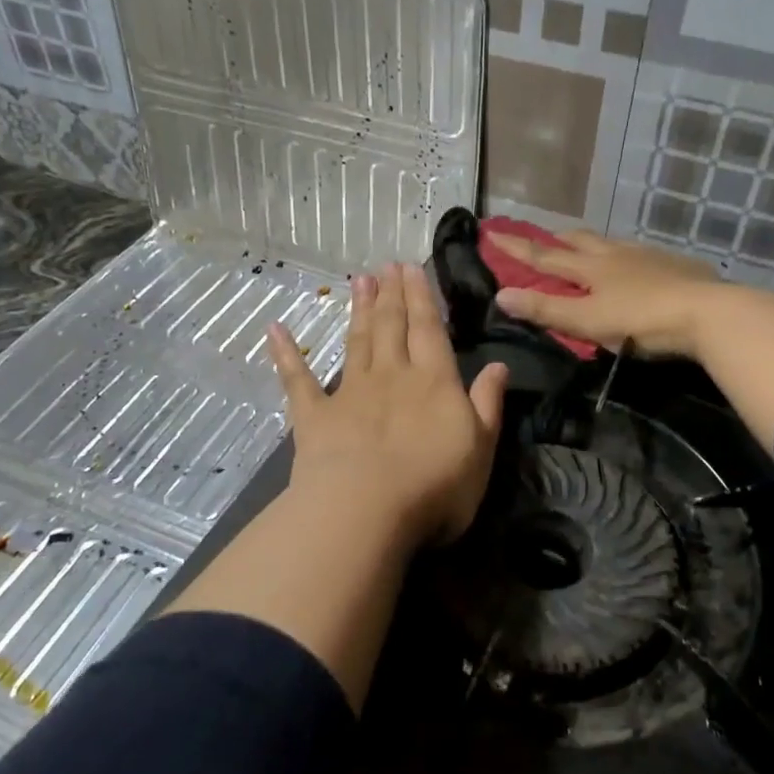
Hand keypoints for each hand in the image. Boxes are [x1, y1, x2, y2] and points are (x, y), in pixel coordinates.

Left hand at [267, 263, 509, 547]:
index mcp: (434, 381)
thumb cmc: (434, 485)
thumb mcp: (480, 448)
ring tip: (360, 280)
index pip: (429, 329)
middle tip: (387, 264)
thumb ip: (487, 404)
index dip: (421, 297)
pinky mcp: (315, 416)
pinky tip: (275, 330)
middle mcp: (392, 375)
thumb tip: (498, 365)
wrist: (366, 509)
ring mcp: (350, 392)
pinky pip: (298, 379)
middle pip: (391, 326)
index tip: (412, 267)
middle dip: (391, 294)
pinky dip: (285, 353)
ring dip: (358, 310)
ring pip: (356, 342)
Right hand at [490, 230, 722, 358]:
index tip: (492, 231)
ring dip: (591, 243)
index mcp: (590, 268)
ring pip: (611, 243)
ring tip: (587, 248)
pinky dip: (625, 255)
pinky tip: (635, 265)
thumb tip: (501, 294)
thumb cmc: (641, 321)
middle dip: (556, 239)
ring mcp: (647, 256)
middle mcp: (615, 254)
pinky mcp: (674, 265)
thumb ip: (546, 310)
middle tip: (544, 238)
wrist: (707, 313)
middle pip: (579, 240)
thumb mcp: (587, 321)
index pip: (544, 256)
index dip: (516, 247)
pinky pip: (640, 253)